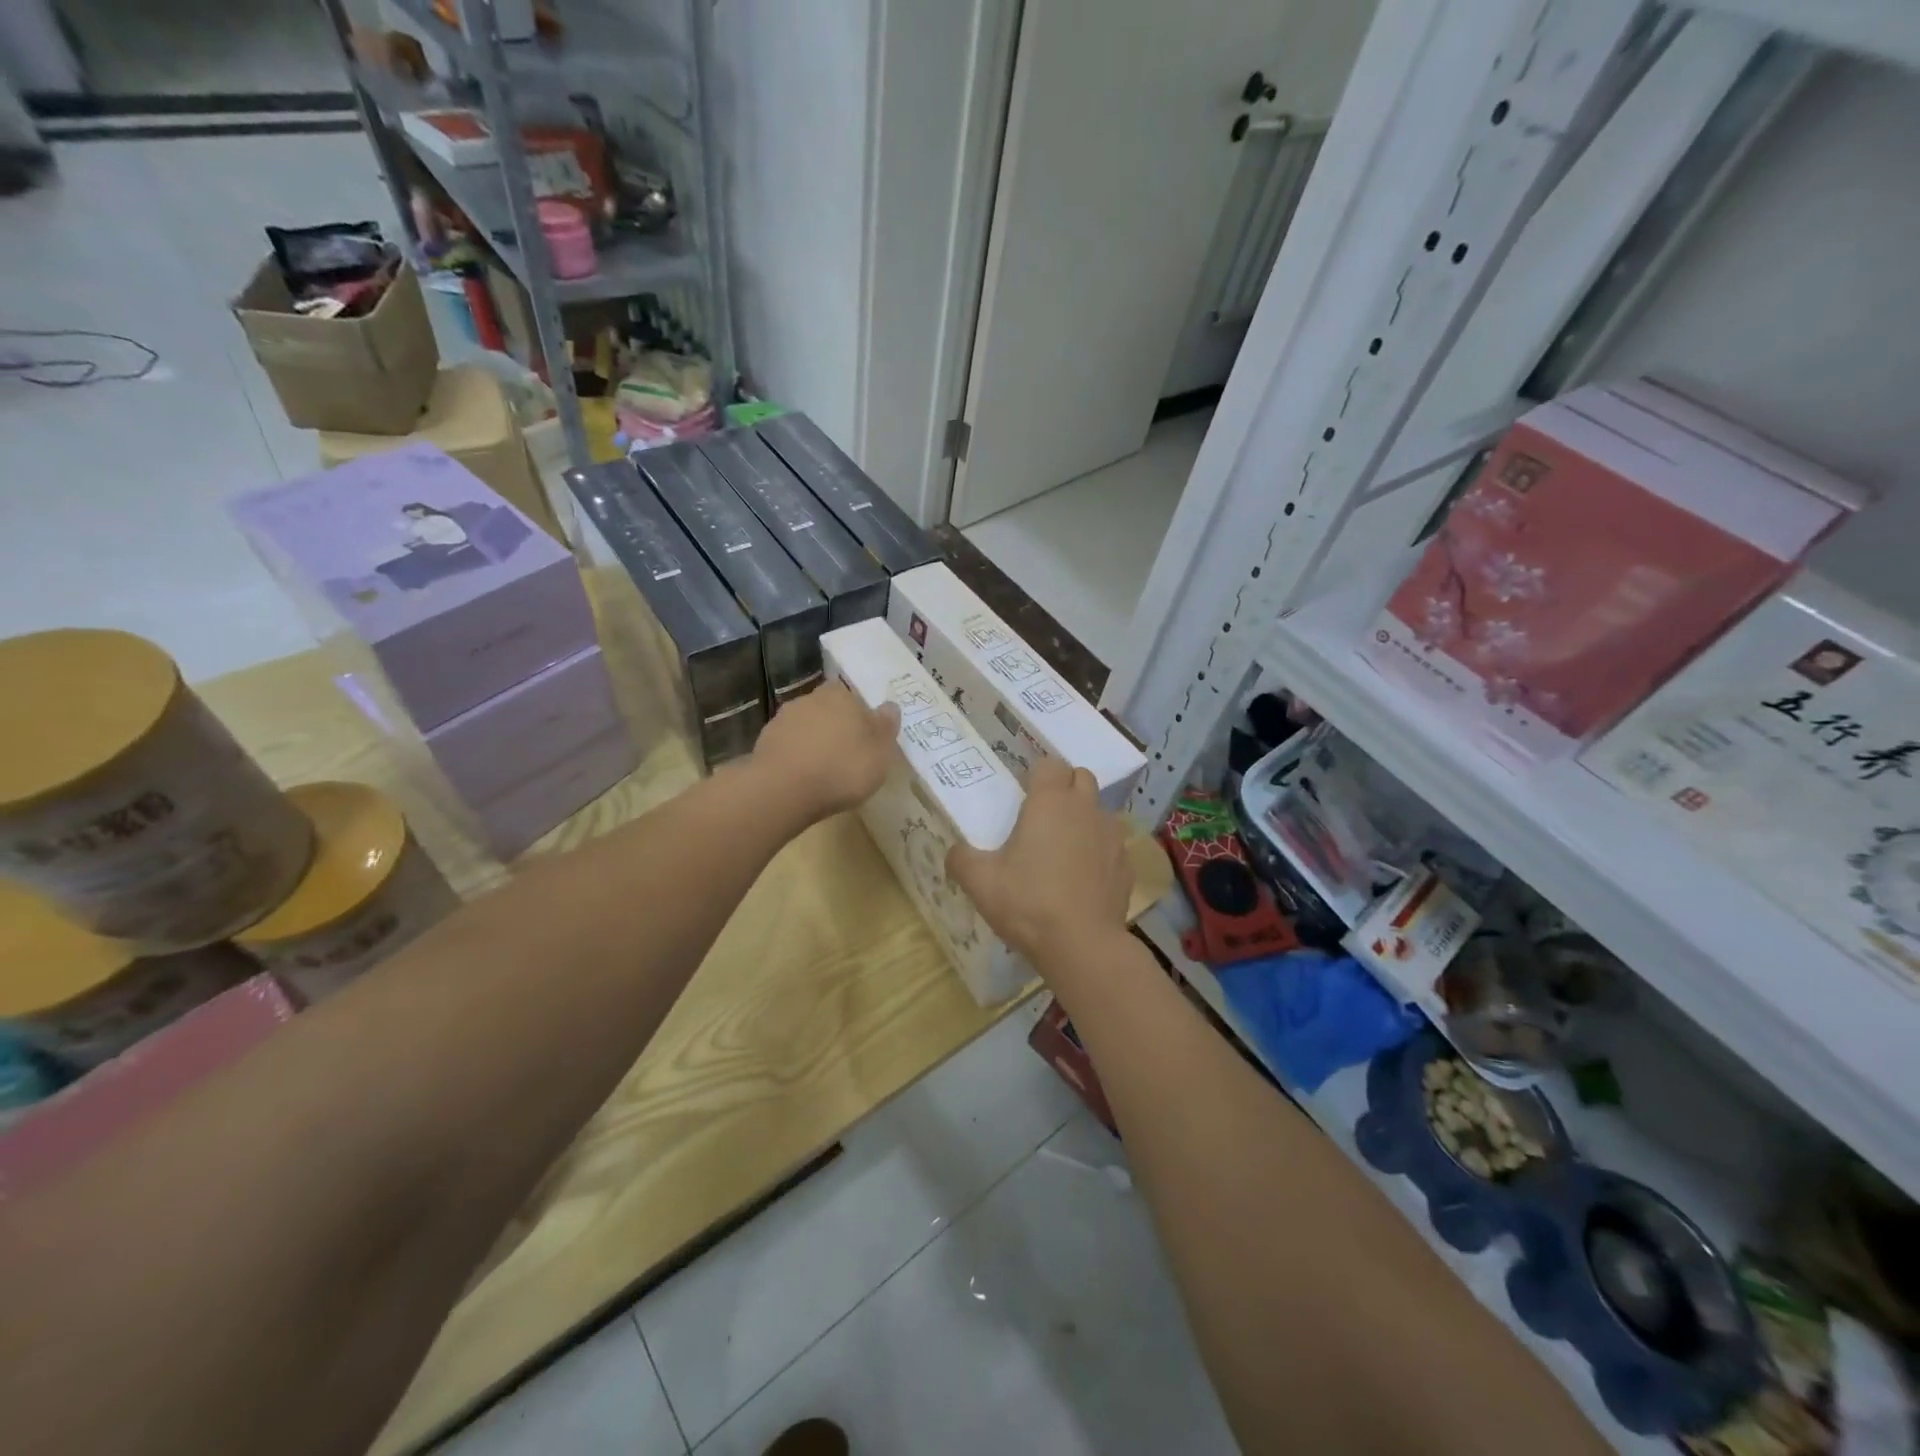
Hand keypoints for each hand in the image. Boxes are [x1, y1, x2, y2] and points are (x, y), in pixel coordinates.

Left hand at [750, 680, 900, 827]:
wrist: (782, 790)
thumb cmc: (842, 767)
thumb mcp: (879, 752)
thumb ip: (886, 726)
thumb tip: (890, 706)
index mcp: (840, 695)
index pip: (853, 697)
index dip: (860, 716)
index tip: (865, 738)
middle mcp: (809, 699)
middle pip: (828, 710)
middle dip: (836, 727)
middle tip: (847, 754)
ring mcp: (783, 720)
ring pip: (806, 727)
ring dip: (814, 742)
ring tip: (824, 770)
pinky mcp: (764, 743)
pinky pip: (789, 746)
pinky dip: (796, 757)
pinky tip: (803, 778)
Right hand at [947, 756, 1130, 967]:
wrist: (1082, 945)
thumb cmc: (1027, 903)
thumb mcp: (979, 882)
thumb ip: (961, 859)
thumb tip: (955, 852)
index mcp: (1050, 802)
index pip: (1050, 763)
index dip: (1037, 774)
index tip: (1023, 795)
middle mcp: (1085, 809)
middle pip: (1081, 777)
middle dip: (1064, 787)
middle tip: (1043, 815)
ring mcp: (1112, 836)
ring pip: (1100, 811)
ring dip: (1084, 818)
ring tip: (1064, 847)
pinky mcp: (1126, 864)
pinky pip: (1112, 845)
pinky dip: (1099, 851)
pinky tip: (1084, 878)